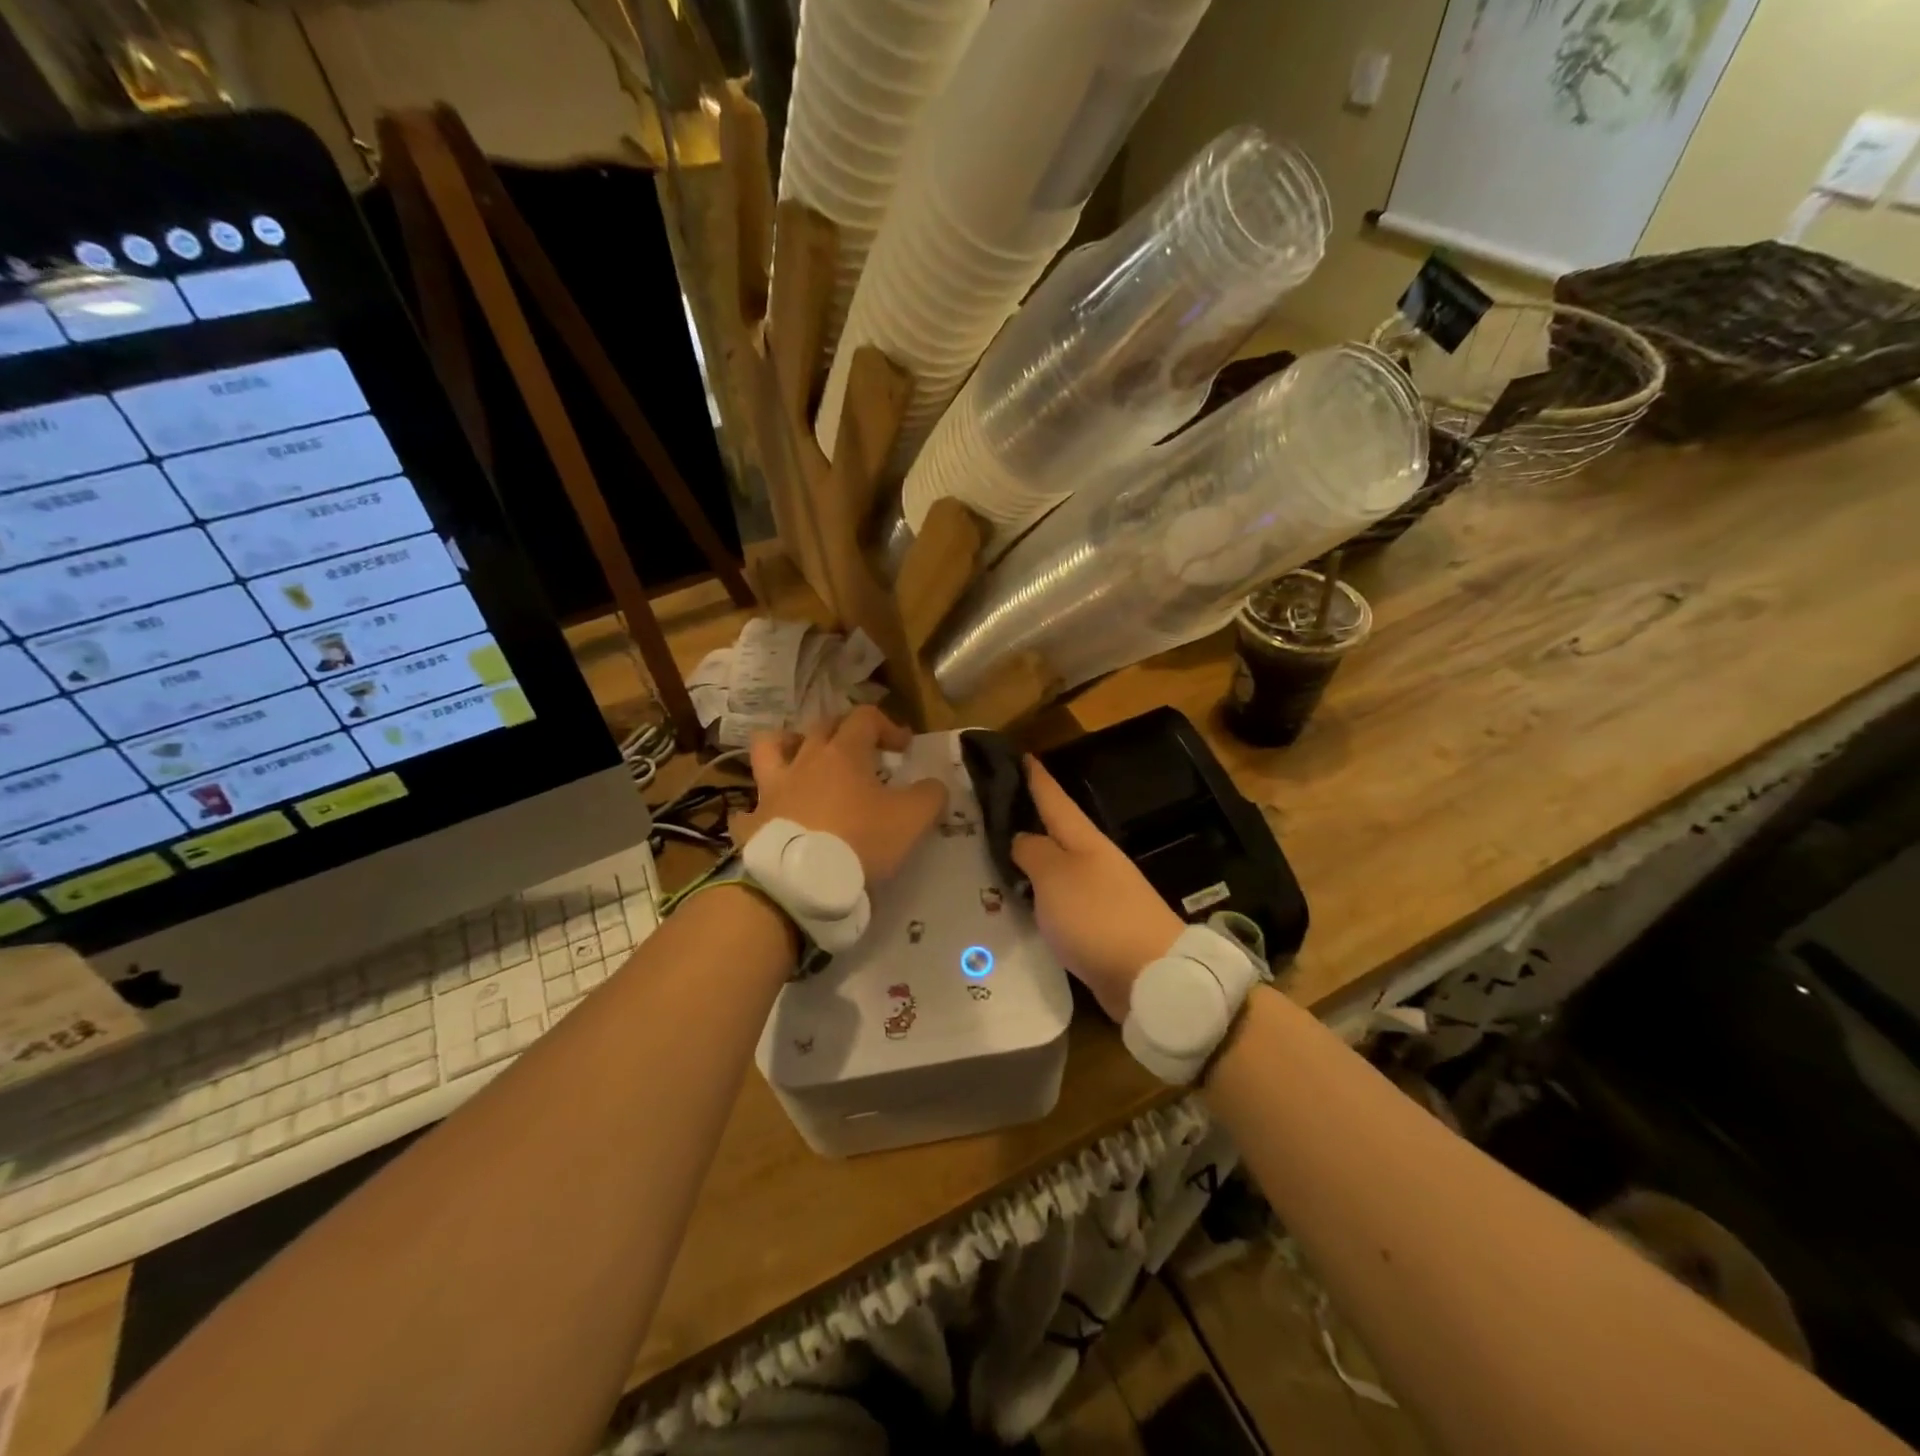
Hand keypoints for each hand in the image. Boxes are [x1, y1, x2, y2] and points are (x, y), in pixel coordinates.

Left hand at [740, 707, 946, 882]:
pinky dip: (759, 811)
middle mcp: (804, 761)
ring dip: (787, 746)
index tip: (903, 748)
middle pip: (821, 726)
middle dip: (844, 730)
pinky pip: (749, 809)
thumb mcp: (912, 819)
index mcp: (843, 753)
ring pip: (770, 748)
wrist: (801, 883)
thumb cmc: (860, 841)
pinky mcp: (753, 822)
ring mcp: (772, 790)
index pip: (865, 717)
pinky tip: (771, 821)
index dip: (888, 725)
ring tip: (801, 760)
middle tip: (861, 752)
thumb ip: (930, 796)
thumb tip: (934, 785)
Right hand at [1011, 756, 1182, 1021]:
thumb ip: (1033, 852)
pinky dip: (1040, 897)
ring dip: (1032, 861)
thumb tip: (1021, 837)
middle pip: (1057, 833)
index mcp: (1085, 840)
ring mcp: (1100, 895)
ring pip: (1057, 869)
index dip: (1036, 777)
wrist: (1151, 975)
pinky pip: (1061, 903)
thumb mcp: (1055, 875)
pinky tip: (1021, 904)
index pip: (1054, 799)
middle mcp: (1094, 861)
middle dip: (1029, 819)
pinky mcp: (1099, 928)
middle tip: (992, 810)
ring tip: (997, 856)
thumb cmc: (1098, 916)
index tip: (1021, 754)